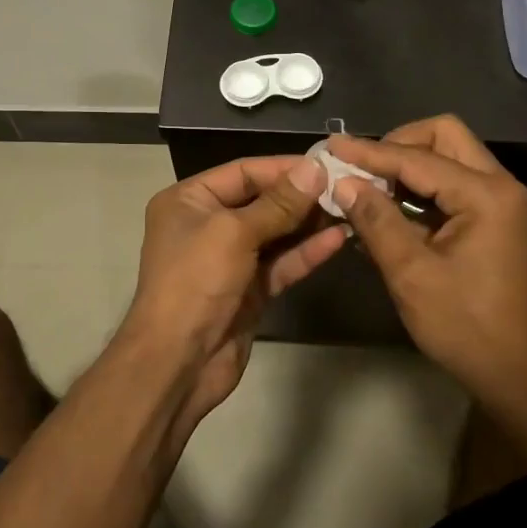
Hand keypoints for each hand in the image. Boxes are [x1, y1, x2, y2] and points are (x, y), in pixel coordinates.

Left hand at [116, 155, 345, 430]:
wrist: (177, 363)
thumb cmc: (195, 282)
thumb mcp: (234, 233)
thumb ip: (278, 203)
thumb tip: (315, 169)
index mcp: (190, 201)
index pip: (243, 172)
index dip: (284, 167)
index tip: (326, 164)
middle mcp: (207, 225)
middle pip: (262, 201)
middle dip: (301, 196)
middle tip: (345, 187)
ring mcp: (229, 260)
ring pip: (276, 233)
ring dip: (309, 223)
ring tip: (349, 209)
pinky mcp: (248, 290)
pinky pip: (280, 263)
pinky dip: (306, 252)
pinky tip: (337, 239)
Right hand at [328, 116, 526, 415]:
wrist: (522, 376)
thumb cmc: (466, 328)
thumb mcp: (411, 274)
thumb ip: (376, 221)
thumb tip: (343, 183)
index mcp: (486, 195)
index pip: (418, 157)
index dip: (370, 152)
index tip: (332, 146)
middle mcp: (502, 186)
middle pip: (446, 136)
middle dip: (399, 144)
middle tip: (362, 167)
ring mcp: (504, 202)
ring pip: (452, 156)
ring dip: (411, 164)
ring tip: (369, 185)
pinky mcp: (499, 219)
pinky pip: (457, 183)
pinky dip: (424, 186)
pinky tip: (392, 207)